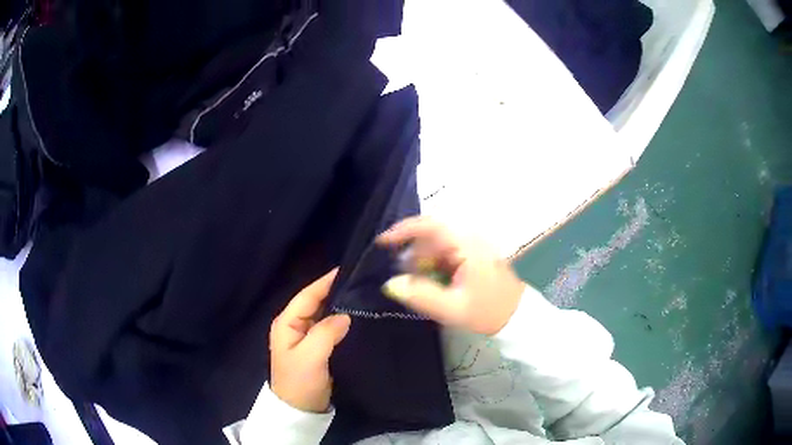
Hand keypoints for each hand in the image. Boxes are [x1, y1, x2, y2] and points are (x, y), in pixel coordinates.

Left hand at [269, 269, 351, 412]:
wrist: (300, 411)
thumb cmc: (300, 382)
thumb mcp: (310, 357)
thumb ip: (325, 333)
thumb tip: (345, 315)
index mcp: (286, 323)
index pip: (307, 296)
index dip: (325, 282)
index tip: (347, 270)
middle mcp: (294, 326)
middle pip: (315, 303)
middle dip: (334, 292)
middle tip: (360, 282)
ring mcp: (305, 337)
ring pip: (324, 315)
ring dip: (339, 306)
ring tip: (362, 296)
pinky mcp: (316, 348)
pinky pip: (329, 328)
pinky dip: (341, 322)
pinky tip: (357, 319)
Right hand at [377, 217, 525, 335]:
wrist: (519, 316)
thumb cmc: (489, 311)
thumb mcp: (453, 308)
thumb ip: (420, 296)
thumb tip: (391, 284)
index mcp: (467, 245)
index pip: (430, 225)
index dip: (404, 229)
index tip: (383, 241)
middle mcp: (471, 238)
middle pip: (433, 235)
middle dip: (414, 253)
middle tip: (404, 276)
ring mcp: (475, 244)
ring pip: (439, 244)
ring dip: (425, 260)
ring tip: (420, 283)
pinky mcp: (476, 253)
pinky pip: (449, 251)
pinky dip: (436, 264)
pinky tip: (436, 282)